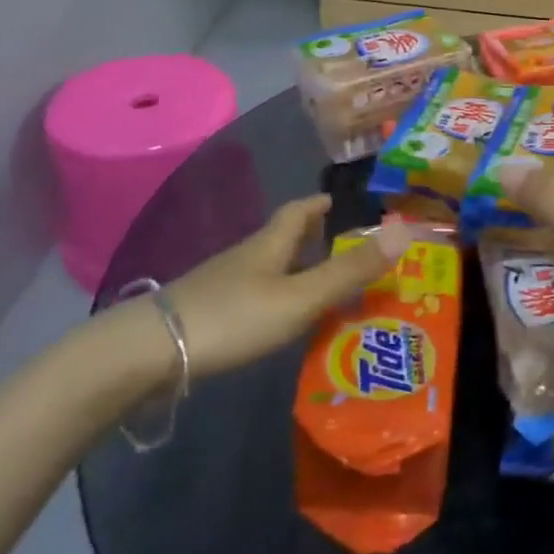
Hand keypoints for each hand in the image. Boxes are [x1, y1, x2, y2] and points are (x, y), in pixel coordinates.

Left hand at [108, 196, 413, 385]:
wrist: (147, 353)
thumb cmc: (232, 317)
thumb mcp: (300, 297)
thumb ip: (350, 270)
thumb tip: (406, 230)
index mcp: (269, 244)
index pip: (298, 211)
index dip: (319, 204)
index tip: (337, 200)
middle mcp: (245, 257)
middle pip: (281, 238)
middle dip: (310, 238)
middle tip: (341, 246)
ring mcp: (221, 286)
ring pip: (266, 268)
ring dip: (294, 270)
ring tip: (322, 286)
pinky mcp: (206, 314)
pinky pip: (252, 296)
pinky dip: (275, 298)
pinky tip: (280, 321)